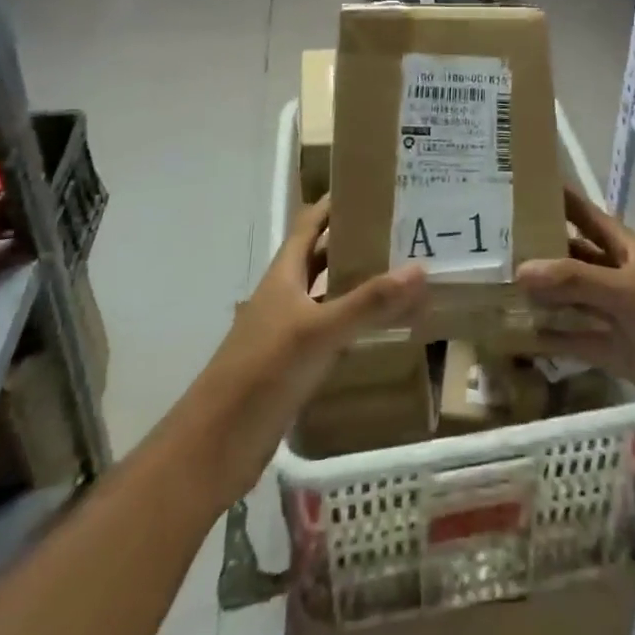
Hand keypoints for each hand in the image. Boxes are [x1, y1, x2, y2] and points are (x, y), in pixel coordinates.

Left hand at [201, 196, 425, 496]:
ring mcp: (288, 332)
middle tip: (401, 231)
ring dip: (358, 284)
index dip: (334, 204)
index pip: (309, 224)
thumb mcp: (319, 332)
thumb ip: (369, 302)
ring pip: (328, 296)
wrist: (215, 447)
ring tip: (401, 274)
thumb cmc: (262, 373)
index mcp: (283, 276)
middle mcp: (285, 297)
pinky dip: (355, 324)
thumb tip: (420, 268)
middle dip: (355, 242)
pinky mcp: (294, 366)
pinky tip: (383, 329)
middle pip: (321, 258)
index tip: (371, 187)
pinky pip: (331, 332)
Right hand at [517, 187, 634, 434]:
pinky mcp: (614, 351)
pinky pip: (575, 340)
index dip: (558, 199)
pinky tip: (517, 337)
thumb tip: (521, 269)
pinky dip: (550, 339)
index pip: (585, 215)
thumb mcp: (629, 292)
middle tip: (490, 246)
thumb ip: (577, 280)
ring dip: (540, 297)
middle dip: (538, 251)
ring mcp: (615, 315)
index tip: (519, 186)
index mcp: (625, 249)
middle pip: (572, 257)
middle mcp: (616, 276)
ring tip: (493, 290)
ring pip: (570, 300)